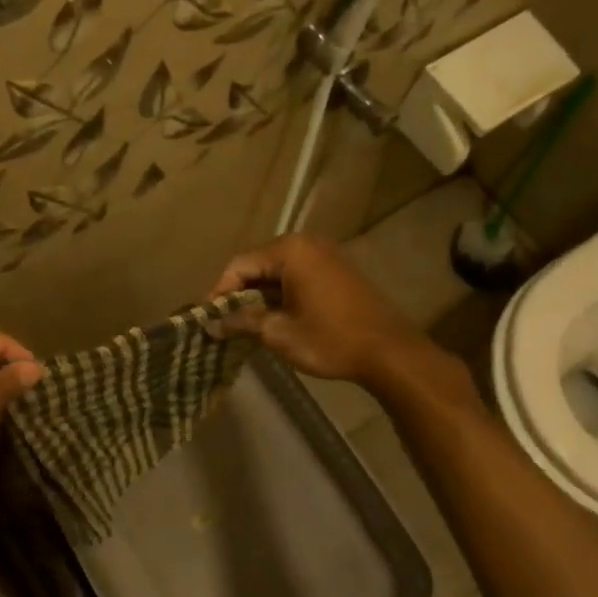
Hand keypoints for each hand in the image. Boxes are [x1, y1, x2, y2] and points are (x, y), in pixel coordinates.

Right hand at [211, 234, 431, 386]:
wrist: (390, 353)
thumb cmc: (330, 339)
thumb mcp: (279, 332)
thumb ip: (242, 321)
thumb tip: (211, 324)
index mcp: (290, 250)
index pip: (239, 265)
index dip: (219, 292)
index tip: (207, 319)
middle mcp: (307, 243)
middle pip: (258, 265)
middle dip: (238, 294)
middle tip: (223, 322)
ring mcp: (325, 255)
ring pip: (277, 272)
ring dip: (259, 296)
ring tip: (244, 324)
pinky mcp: (337, 272)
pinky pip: (297, 277)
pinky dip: (280, 295)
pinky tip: (272, 318)